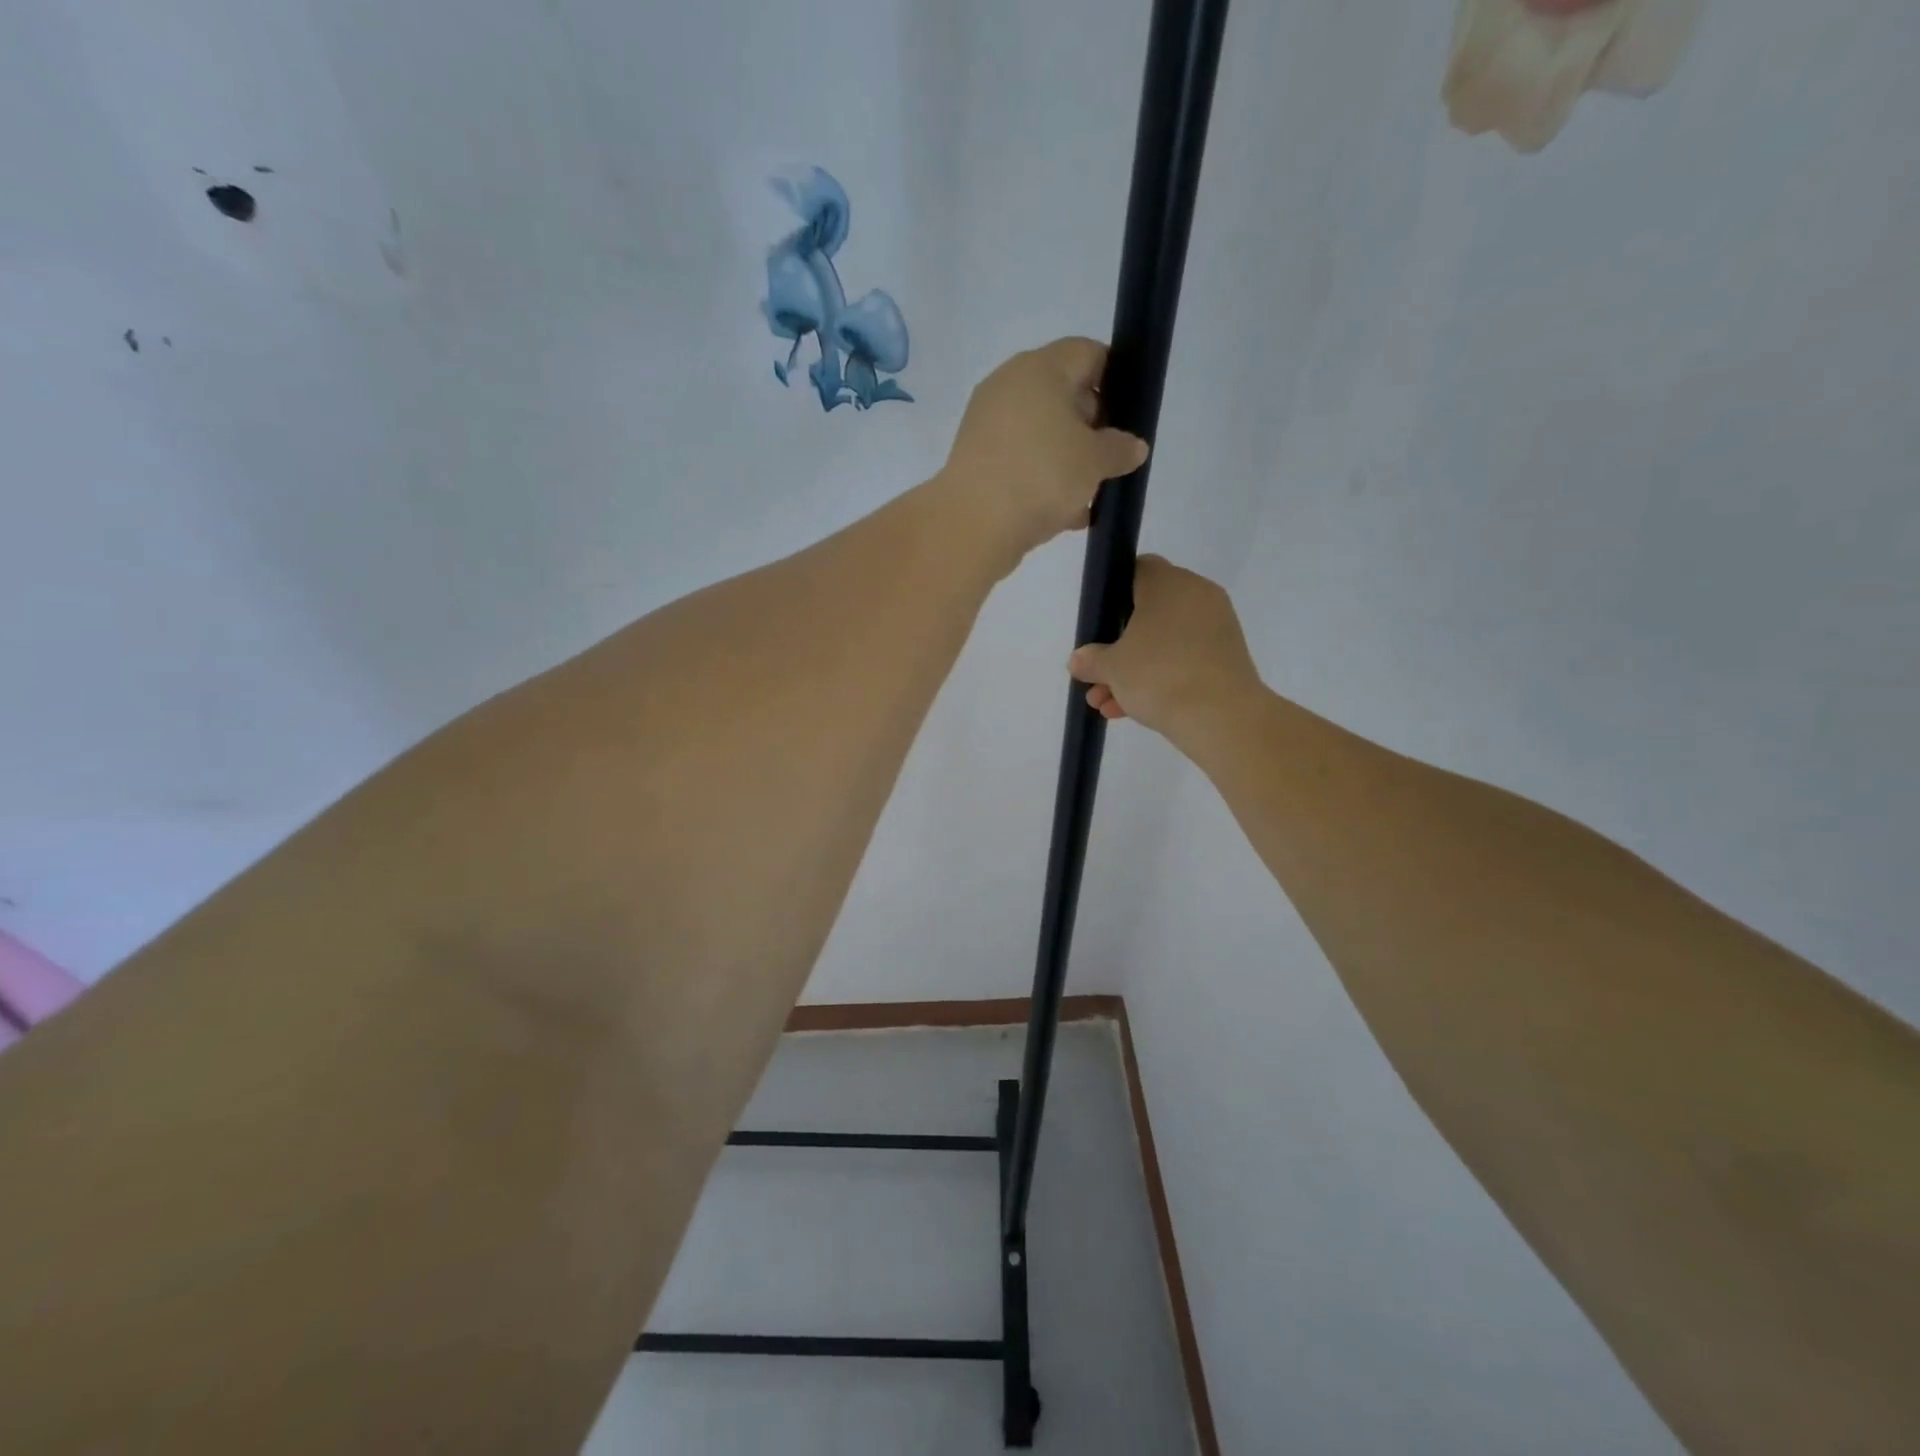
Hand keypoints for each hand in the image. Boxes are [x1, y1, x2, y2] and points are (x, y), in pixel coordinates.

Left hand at [942, 339, 1149, 562]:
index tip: (1129, 417)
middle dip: (1091, 428)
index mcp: (1040, 369)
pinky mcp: (975, 460)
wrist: (973, 524)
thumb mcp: (1095, 461)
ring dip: (1068, 460)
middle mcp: (1008, 387)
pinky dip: (1041, 481)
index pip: (1087, 353)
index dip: (1115, 379)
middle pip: (1063, 395)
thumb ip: (1120, 449)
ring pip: (1041, 434)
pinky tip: (1063, 514)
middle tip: (1111, 461)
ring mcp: (987, 424)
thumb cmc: (1042, 476)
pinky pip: (1020, 462)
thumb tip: (1133, 446)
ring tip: (1089, 495)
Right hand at [1069, 555, 1261, 737]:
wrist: (1221, 717)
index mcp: (1169, 583)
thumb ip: (1091, 660)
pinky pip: (1184, 661)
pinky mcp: (1227, 658)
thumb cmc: (1159, 675)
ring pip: (1164, 643)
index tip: (1098, 624)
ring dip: (1134, 670)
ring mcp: (1216, 628)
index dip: (1113, 594)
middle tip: (1097, 674)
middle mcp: (1197, 596)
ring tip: (1106, 703)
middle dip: (1118, 646)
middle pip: (1148, 613)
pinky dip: (1160, 679)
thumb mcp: (1112, 668)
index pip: (1137, 570)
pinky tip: (1130, 710)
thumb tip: (1079, 660)